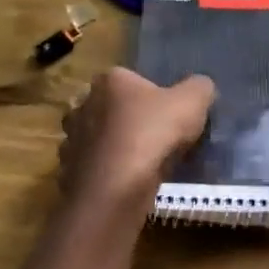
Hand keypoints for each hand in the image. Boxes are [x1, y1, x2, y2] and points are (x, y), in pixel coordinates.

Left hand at [59, 68, 214, 211]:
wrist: (116, 188)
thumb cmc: (153, 133)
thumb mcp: (193, 101)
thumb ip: (199, 87)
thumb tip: (200, 87)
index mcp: (110, 80)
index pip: (132, 79)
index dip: (152, 95)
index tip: (168, 113)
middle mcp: (84, 103)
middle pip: (113, 107)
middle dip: (130, 119)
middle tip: (157, 137)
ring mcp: (72, 138)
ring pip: (99, 137)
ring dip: (116, 146)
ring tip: (143, 163)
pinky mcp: (69, 170)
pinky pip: (93, 166)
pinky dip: (107, 171)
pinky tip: (126, 182)